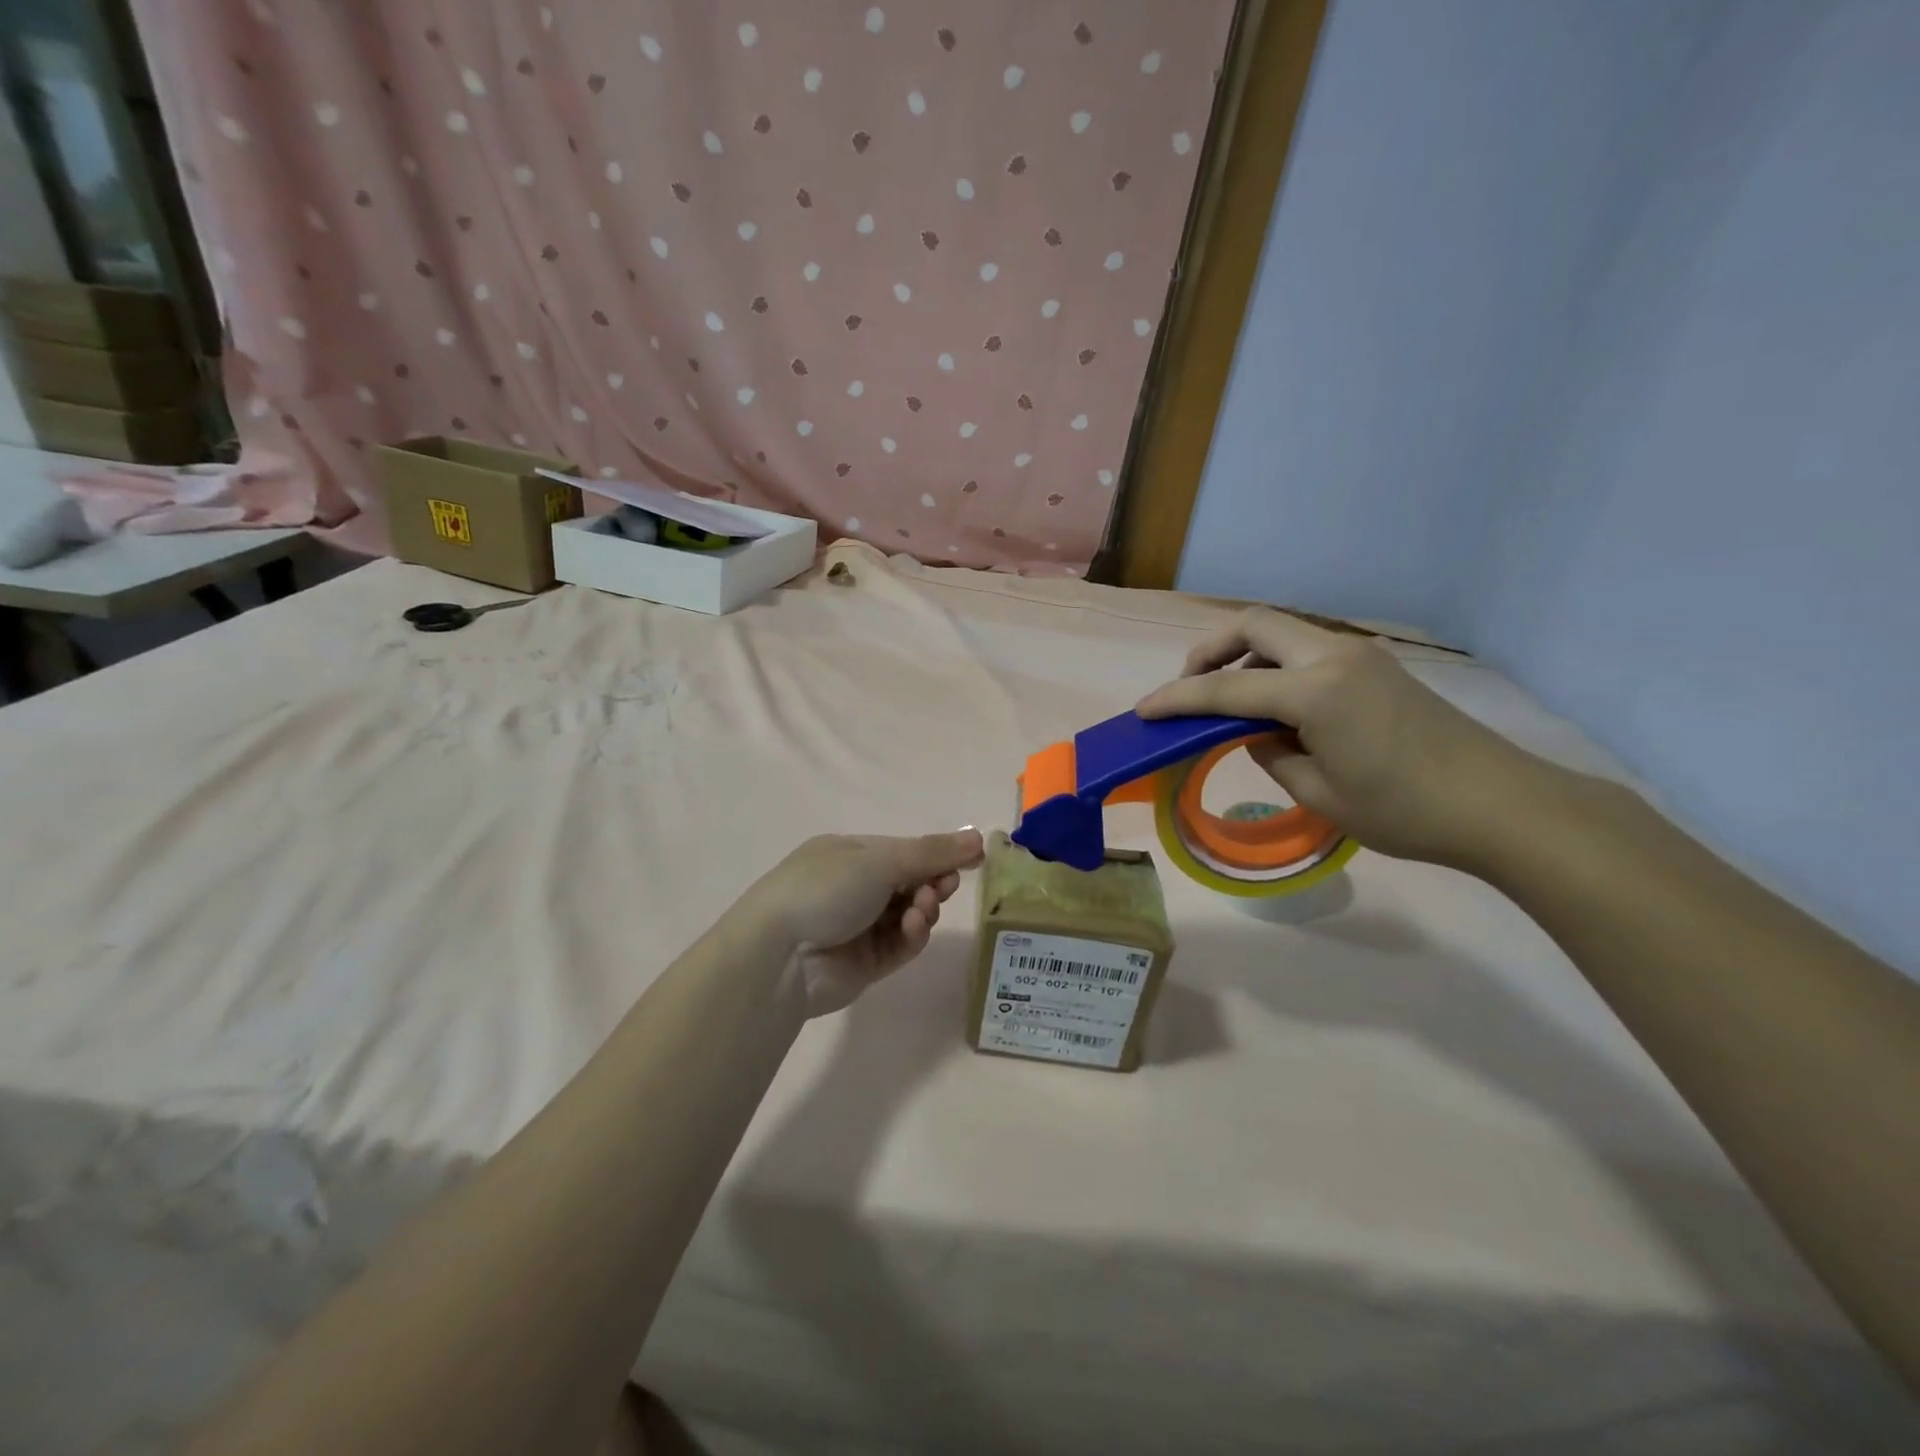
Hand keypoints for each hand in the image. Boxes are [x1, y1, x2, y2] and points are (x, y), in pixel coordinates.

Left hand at [747, 830, 985, 1016]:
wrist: (778, 956)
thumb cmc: (825, 889)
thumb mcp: (880, 860)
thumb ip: (932, 852)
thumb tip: (978, 836)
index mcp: (849, 854)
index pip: (903, 850)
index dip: (937, 854)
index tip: (971, 859)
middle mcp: (853, 887)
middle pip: (909, 882)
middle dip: (932, 881)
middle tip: (946, 886)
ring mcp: (859, 926)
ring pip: (909, 914)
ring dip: (923, 908)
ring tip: (922, 908)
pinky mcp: (865, 962)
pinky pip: (900, 944)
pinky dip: (912, 934)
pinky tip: (914, 927)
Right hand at [1137, 609, 1550, 867]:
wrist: (1501, 805)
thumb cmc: (1405, 811)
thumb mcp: (1320, 794)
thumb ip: (1273, 754)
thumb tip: (1258, 734)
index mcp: (1315, 690)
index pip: (1225, 689)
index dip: (1178, 699)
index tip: (1144, 710)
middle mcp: (1334, 655)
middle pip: (1253, 624)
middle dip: (1209, 650)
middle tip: (1190, 687)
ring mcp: (1360, 654)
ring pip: (1282, 632)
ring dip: (1244, 656)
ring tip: (1230, 701)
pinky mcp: (1377, 665)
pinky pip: (1308, 649)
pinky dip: (1276, 666)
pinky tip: (1277, 706)